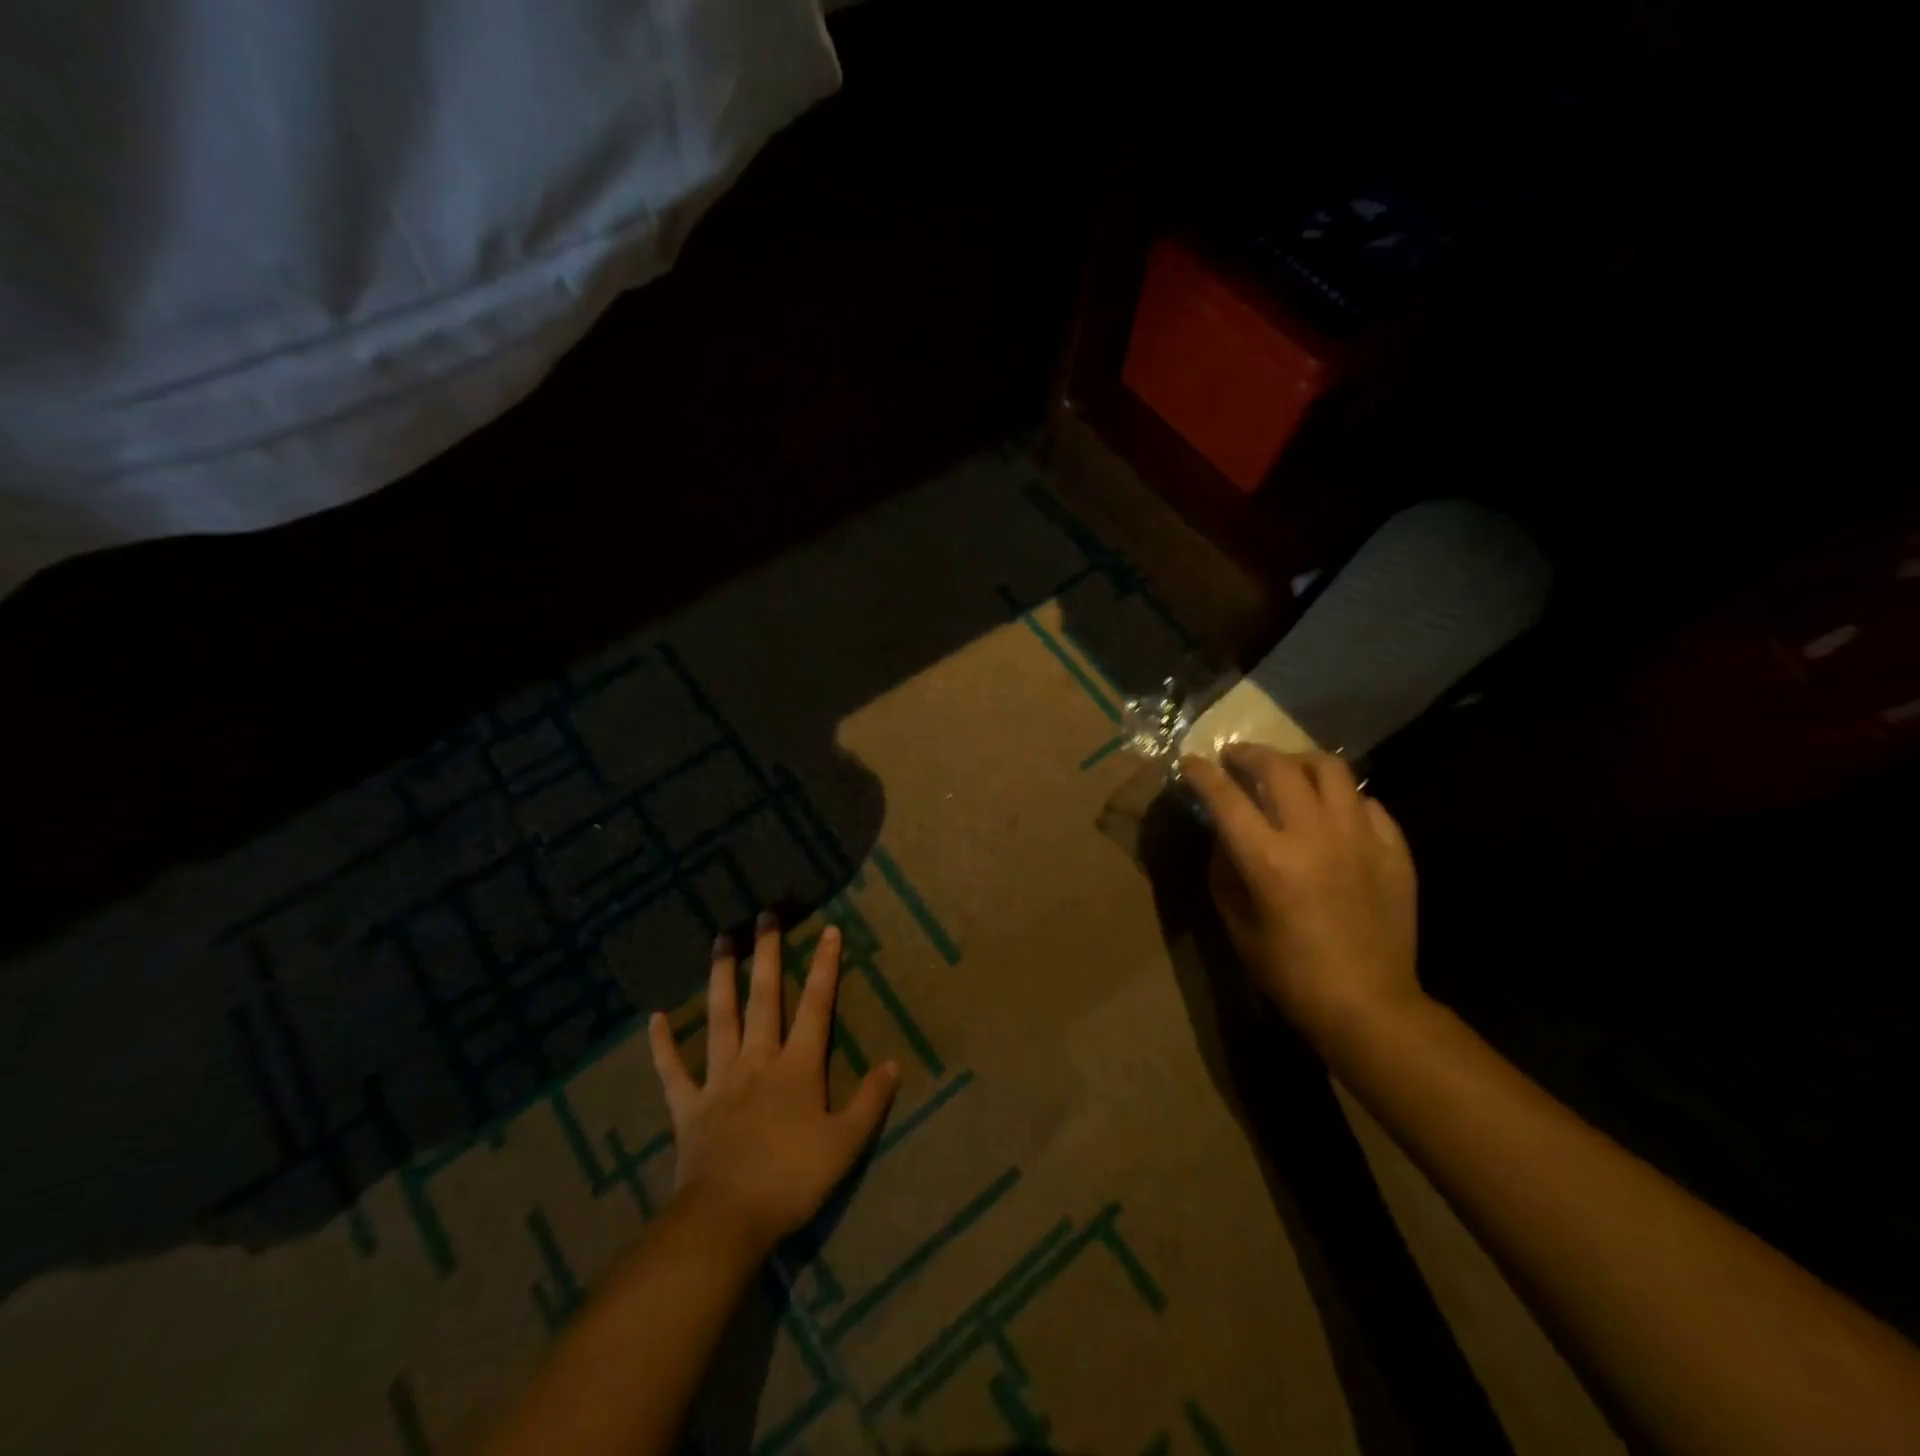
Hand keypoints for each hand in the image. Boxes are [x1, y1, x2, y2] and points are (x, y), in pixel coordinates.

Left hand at [648, 913, 898, 1260]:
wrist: (726, 1221)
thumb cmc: (791, 1180)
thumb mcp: (845, 1144)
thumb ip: (870, 1101)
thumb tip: (893, 1063)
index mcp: (797, 1067)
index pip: (817, 1006)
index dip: (825, 967)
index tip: (829, 930)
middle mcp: (758, 1060)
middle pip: (764, 998)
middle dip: (767, 954)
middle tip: (764, 915)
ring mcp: (719, 1080)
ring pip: (720, 1018)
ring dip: (720, 978)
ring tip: (720, 941)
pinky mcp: (688, 1106)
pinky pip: (672, 1071)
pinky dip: (662, 1045)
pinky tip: (655, 1019)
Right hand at [1182, 746, 1421, 1049]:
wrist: (1368, 1004)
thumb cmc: (1289, 972)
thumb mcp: (1236, 923)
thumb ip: (1225, 869)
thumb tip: (1225, 833)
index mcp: (1268, 860)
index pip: (1226, 797)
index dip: (1203, 773)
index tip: (1191, 761)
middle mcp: (1314, 837)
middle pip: (1278, 768)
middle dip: (1249, 754)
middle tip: (1235, 757)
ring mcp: (1360, 839)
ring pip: (1331, 770)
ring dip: (1298, 761)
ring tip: (1287, 770)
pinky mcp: (1394, 849)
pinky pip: (1367, 802)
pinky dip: (1341, 797)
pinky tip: (1332, 811)